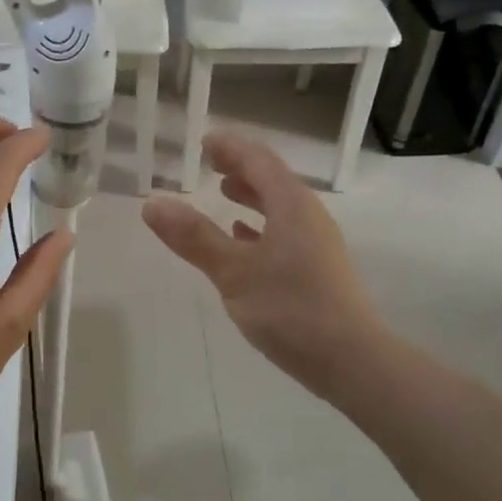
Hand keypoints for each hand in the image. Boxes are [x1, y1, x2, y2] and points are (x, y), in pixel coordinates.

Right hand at [143, 132, 382, 403]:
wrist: (349, 359)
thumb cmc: (290, 308)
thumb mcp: (233, 272)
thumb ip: (194, 238)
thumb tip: (152, 204)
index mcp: (291, 205)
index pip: (259, 160)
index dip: (231, 148)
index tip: (204, 141)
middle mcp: (308, 216)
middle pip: (272, 180)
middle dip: (241, 169)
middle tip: (210, 164)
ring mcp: (316, 244)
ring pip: (279, 208)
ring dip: (251, 196)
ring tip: (223, 194)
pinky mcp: (316, 270)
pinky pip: (284, 233)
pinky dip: (260, 227)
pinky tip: (243, 240)